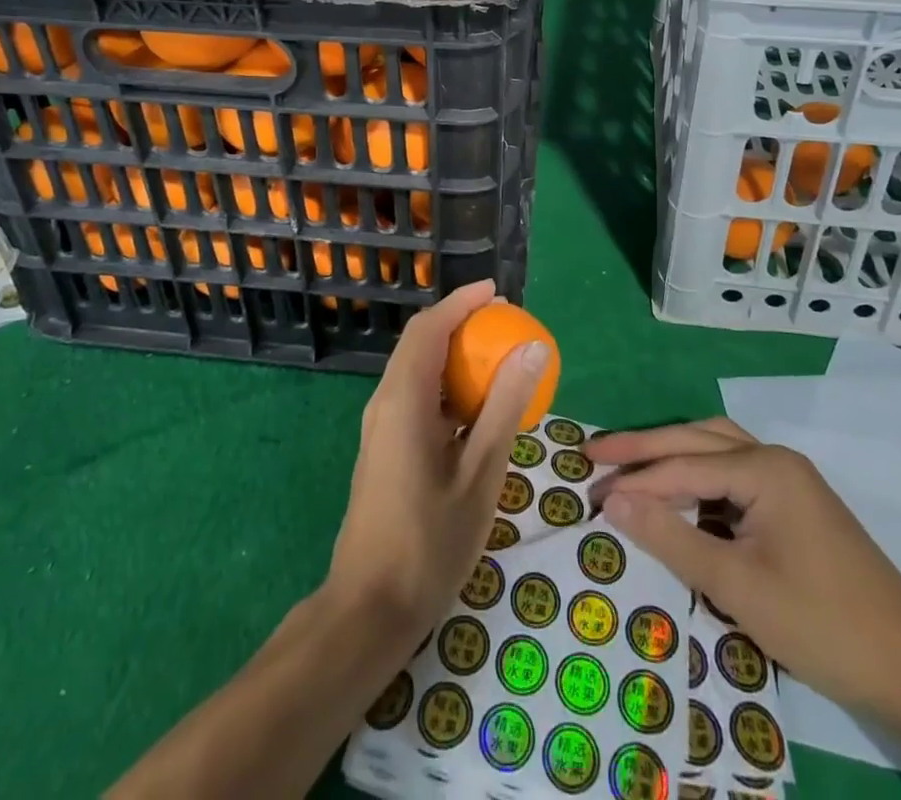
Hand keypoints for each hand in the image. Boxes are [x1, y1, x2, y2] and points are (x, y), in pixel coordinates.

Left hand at [326, 281, 549, 648]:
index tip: (497, 291)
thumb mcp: (481, 474)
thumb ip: (504, 408)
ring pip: (416, 369)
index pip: (429, 328)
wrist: (369, 608)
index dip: (461, 302)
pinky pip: (416, 396)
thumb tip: (532, 350)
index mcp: (404, 400)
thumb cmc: (429, 542)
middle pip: (420, 342)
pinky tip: (476, 409)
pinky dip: (447, 386)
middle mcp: (385, 402)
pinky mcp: (384, 447)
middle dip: (459, 322)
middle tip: (504, 322)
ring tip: (497, 358)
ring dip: (453, 354)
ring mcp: (381, 426)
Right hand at [587, 418, 900, 716]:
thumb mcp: (738, 586)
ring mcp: (789, 479)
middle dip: (645, 448)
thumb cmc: (823, 624)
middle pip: (696, 440)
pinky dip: (699, 478)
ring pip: (715, 449)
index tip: (589, 489)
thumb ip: (672, 539)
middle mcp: (775, 459)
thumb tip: (614, 503)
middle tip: (596, 455)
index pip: (683, 466)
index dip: (635, 480)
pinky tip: (680, 496)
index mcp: (765, 468)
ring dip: (672, 455)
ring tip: (631, 465)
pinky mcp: (794, 504)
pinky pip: (733, 475)